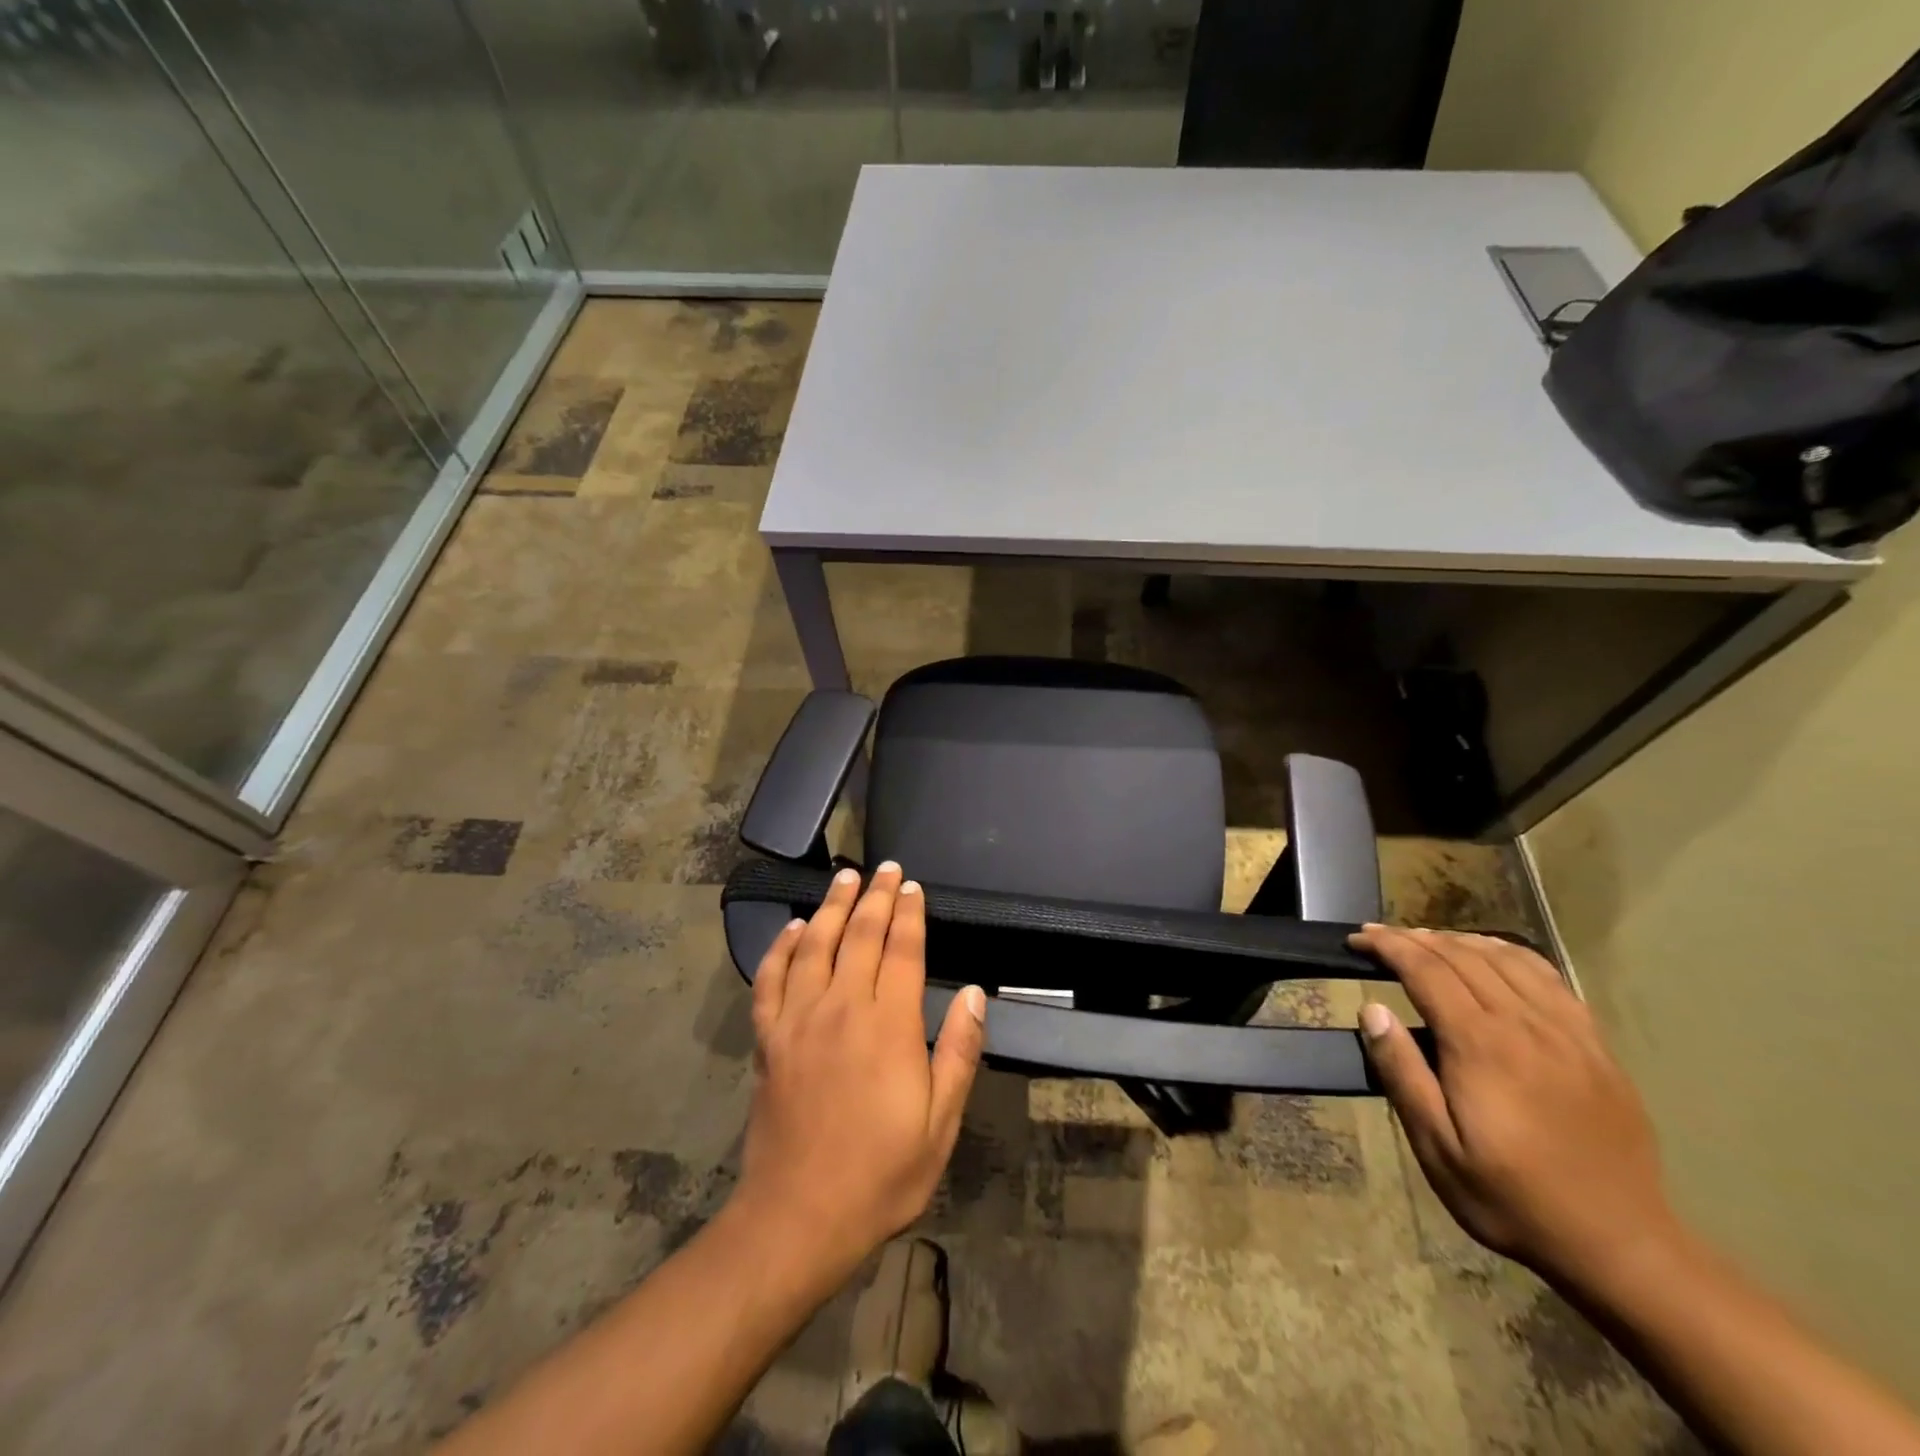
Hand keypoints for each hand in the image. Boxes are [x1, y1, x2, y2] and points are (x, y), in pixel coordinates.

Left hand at [735, 862, 985, 1289]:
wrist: (798, 1218)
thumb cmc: (881, 1174)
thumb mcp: (940, 1123)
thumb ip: (958, 1052)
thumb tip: (975, 993)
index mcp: (888, 1026)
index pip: (901, 951)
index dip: (909, 914)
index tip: (912, 887)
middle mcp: (842, 1008)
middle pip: (859, 936)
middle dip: (875, 897)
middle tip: (884, 868)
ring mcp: (799, 1020)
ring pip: (816, 946)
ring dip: (832, 907)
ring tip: (844, 878)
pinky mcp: (769, 1039)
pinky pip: (771, 979)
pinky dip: (782, 948)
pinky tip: (794, 928)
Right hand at [1351, 925, 1679, 1288]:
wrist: (1622, 1246)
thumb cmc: (1513, 1198)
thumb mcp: (1438, 1148)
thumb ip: (1402, 1073)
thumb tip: (1371, 1010)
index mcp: (1481, 1045)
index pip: (1426, 969)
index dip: (1388, 945)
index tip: (1357, 939)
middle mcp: (1525, 1024)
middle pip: (1463, 955)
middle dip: (1414, 937)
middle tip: (1379, 936)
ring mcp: (1567, 1032)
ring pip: (1506, 958)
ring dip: (1459, 940)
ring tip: (1426, 940)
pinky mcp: (1595, 1046)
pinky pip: (1550, 978)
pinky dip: (1511, 954)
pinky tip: (1493, 955)